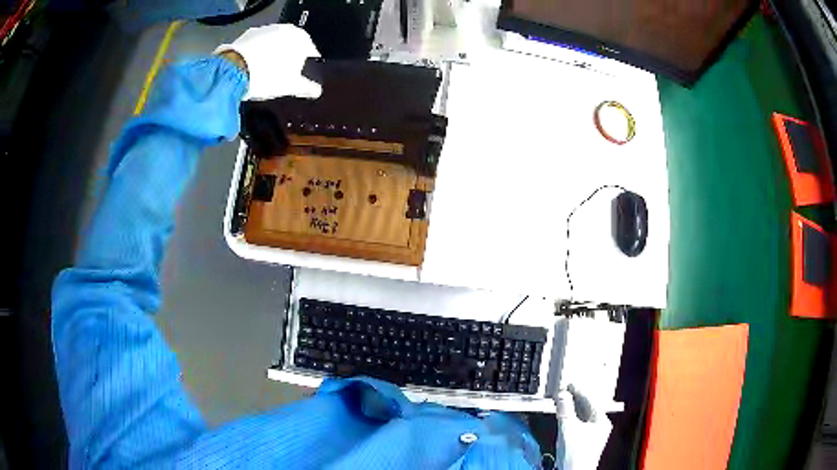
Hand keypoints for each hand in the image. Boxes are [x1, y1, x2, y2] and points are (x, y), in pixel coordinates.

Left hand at [215, 24, 321, 100]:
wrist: (233, 72)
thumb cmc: (267, 76)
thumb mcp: (291, 86)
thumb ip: (306, 87)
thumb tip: (316, 91)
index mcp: (301, 38)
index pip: (310, 51)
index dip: (306, 66)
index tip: (302, 77)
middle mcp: (284, 29)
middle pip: (290, 46)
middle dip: (287, 59)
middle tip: (283, 77)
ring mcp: (264, 30)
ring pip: (272, 45)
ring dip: (271, 56)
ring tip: (266, 74)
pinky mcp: (246, 36)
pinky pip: (256, 47)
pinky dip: (256, 55)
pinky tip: (253, 69)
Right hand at [554, 385, 612, 469]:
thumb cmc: (575, 454)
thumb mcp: (568, 429)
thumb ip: (565, 410)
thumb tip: (563, 395)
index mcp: (602, 421)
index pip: (591, 400)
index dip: (579, 391)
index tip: (570, 384)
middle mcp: (601, 426)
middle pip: (588, 408)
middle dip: (575, 400)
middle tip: (565, 391)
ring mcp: (594, 434)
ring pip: (583, 416)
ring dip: (572, 409)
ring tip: (563, 402)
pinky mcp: (586, 441)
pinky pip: (580, 424)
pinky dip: (572, 418)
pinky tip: (565, 417)